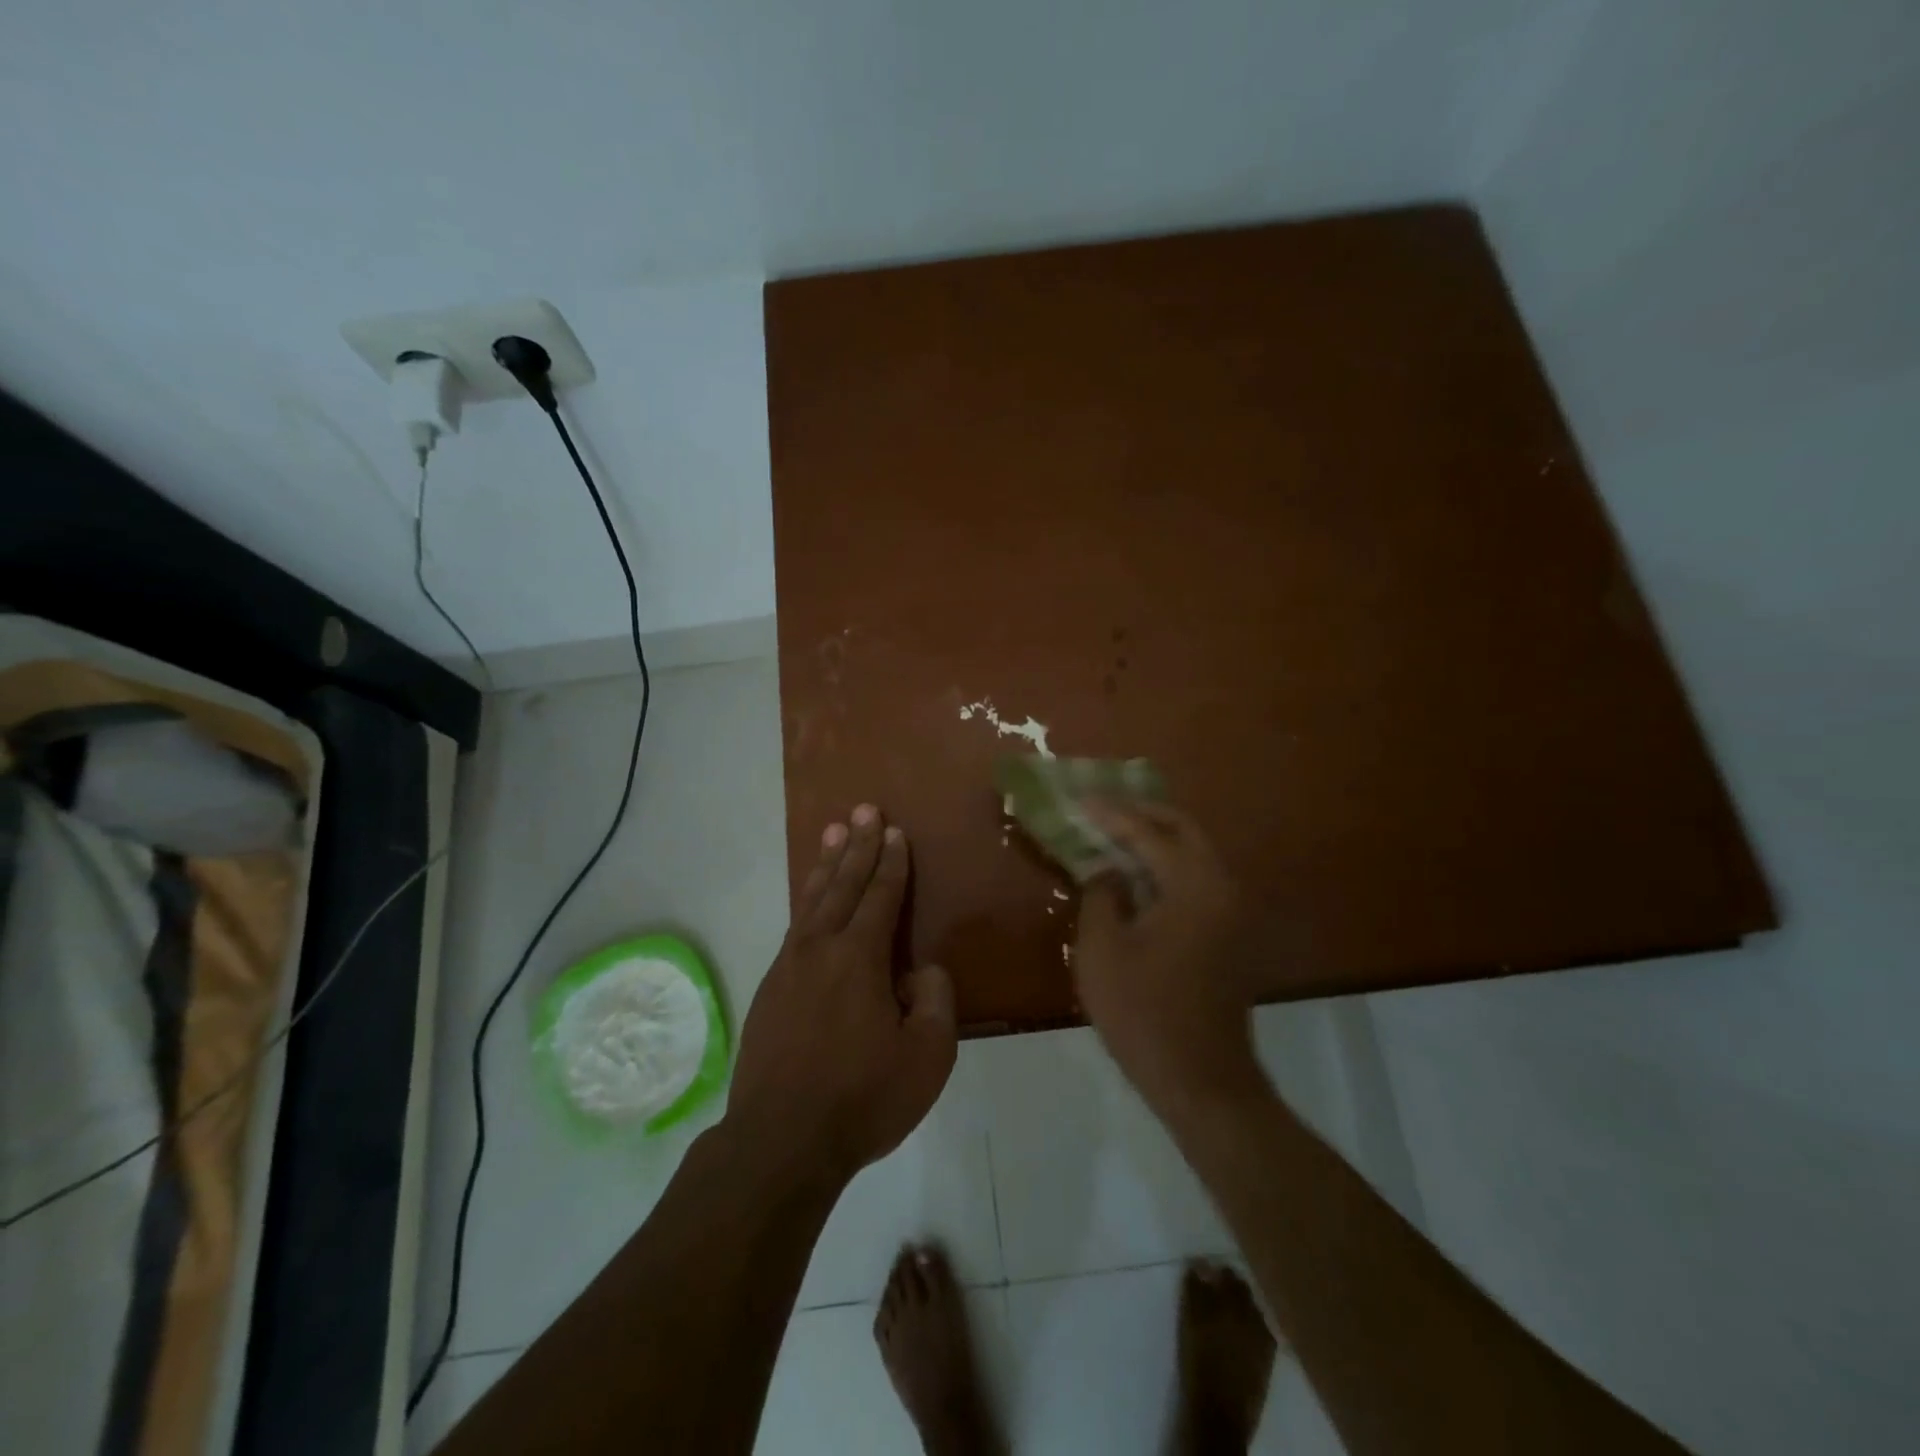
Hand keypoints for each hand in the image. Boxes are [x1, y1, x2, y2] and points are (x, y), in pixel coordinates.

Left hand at [726, 805, 956, 1181]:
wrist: (780, 1142)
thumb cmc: (862, 1098)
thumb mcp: (927, 1058)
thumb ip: (935, 1002)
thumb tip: (921, 971)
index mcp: (859, 958)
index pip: (880, 896)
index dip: (890, 862)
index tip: (893, 830)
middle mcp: (820, 949)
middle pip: (842, 884)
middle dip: (856, 845)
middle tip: (862, 809)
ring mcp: (788, 967)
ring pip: (811, 900)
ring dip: (825, 864)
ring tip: (831, 831)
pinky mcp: (770, 990)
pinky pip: (794, 927)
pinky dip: (805, 901)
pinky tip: (809, 899)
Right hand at [1073, 801, 1259, 1110]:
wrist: (1200, 1080)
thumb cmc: (1143, 1013)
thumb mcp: (1102, 949)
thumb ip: (1101, 895)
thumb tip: (1106, 870)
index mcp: (1195, 886)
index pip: (1150, 834)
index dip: (1111, 814)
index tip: (1080, 799)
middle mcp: (1223, 888)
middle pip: (1184, 830)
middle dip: (1143, 814)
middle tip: (1104, 807)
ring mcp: (1231, 912)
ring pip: (1193, 854)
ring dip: (1156, 839)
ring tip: (1114, 833)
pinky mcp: (1227, 934)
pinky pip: (1195, 880)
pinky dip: (1166, 867)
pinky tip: (1134, 873)